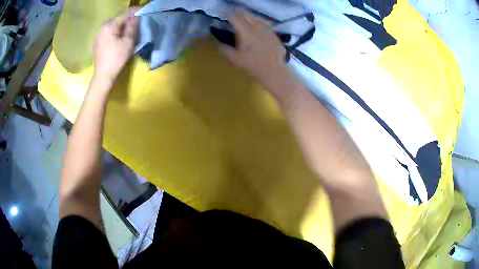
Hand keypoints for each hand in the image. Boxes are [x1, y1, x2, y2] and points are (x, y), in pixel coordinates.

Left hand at [93, 9, 138, 84]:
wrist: (103, 76)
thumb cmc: (117, 59)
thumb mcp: (128, 41)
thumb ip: (132, 26)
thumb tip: (135, 16)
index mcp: (110, 26)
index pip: (124, 14)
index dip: (134, 11)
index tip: (141, 11)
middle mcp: (102, 27)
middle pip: (116, 18)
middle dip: (126, 18)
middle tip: (134, 22)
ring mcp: (97, 35)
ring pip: (111, 24)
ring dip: (119, 25)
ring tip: (126, 29)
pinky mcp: (96, 42)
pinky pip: (106, 31)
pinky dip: (113, 31)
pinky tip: (117, 37)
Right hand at [220, 10, 288, 88]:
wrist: (274, 71)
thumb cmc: (252, 65)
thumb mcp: (235, 59)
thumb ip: (225, 50)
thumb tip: (218, 44)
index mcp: (245, 31)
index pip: (234, 18)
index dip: (228, 14)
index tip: (224, 14)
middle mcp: (256, 27)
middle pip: (246, 14)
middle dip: (238, 12)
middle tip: (234, 13)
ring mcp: (267, 29)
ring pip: (256, 17)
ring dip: (249, 16)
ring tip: (245, 17)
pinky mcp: (274, 34)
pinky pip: (265, 24)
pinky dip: (259, 22)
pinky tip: (258, 26)